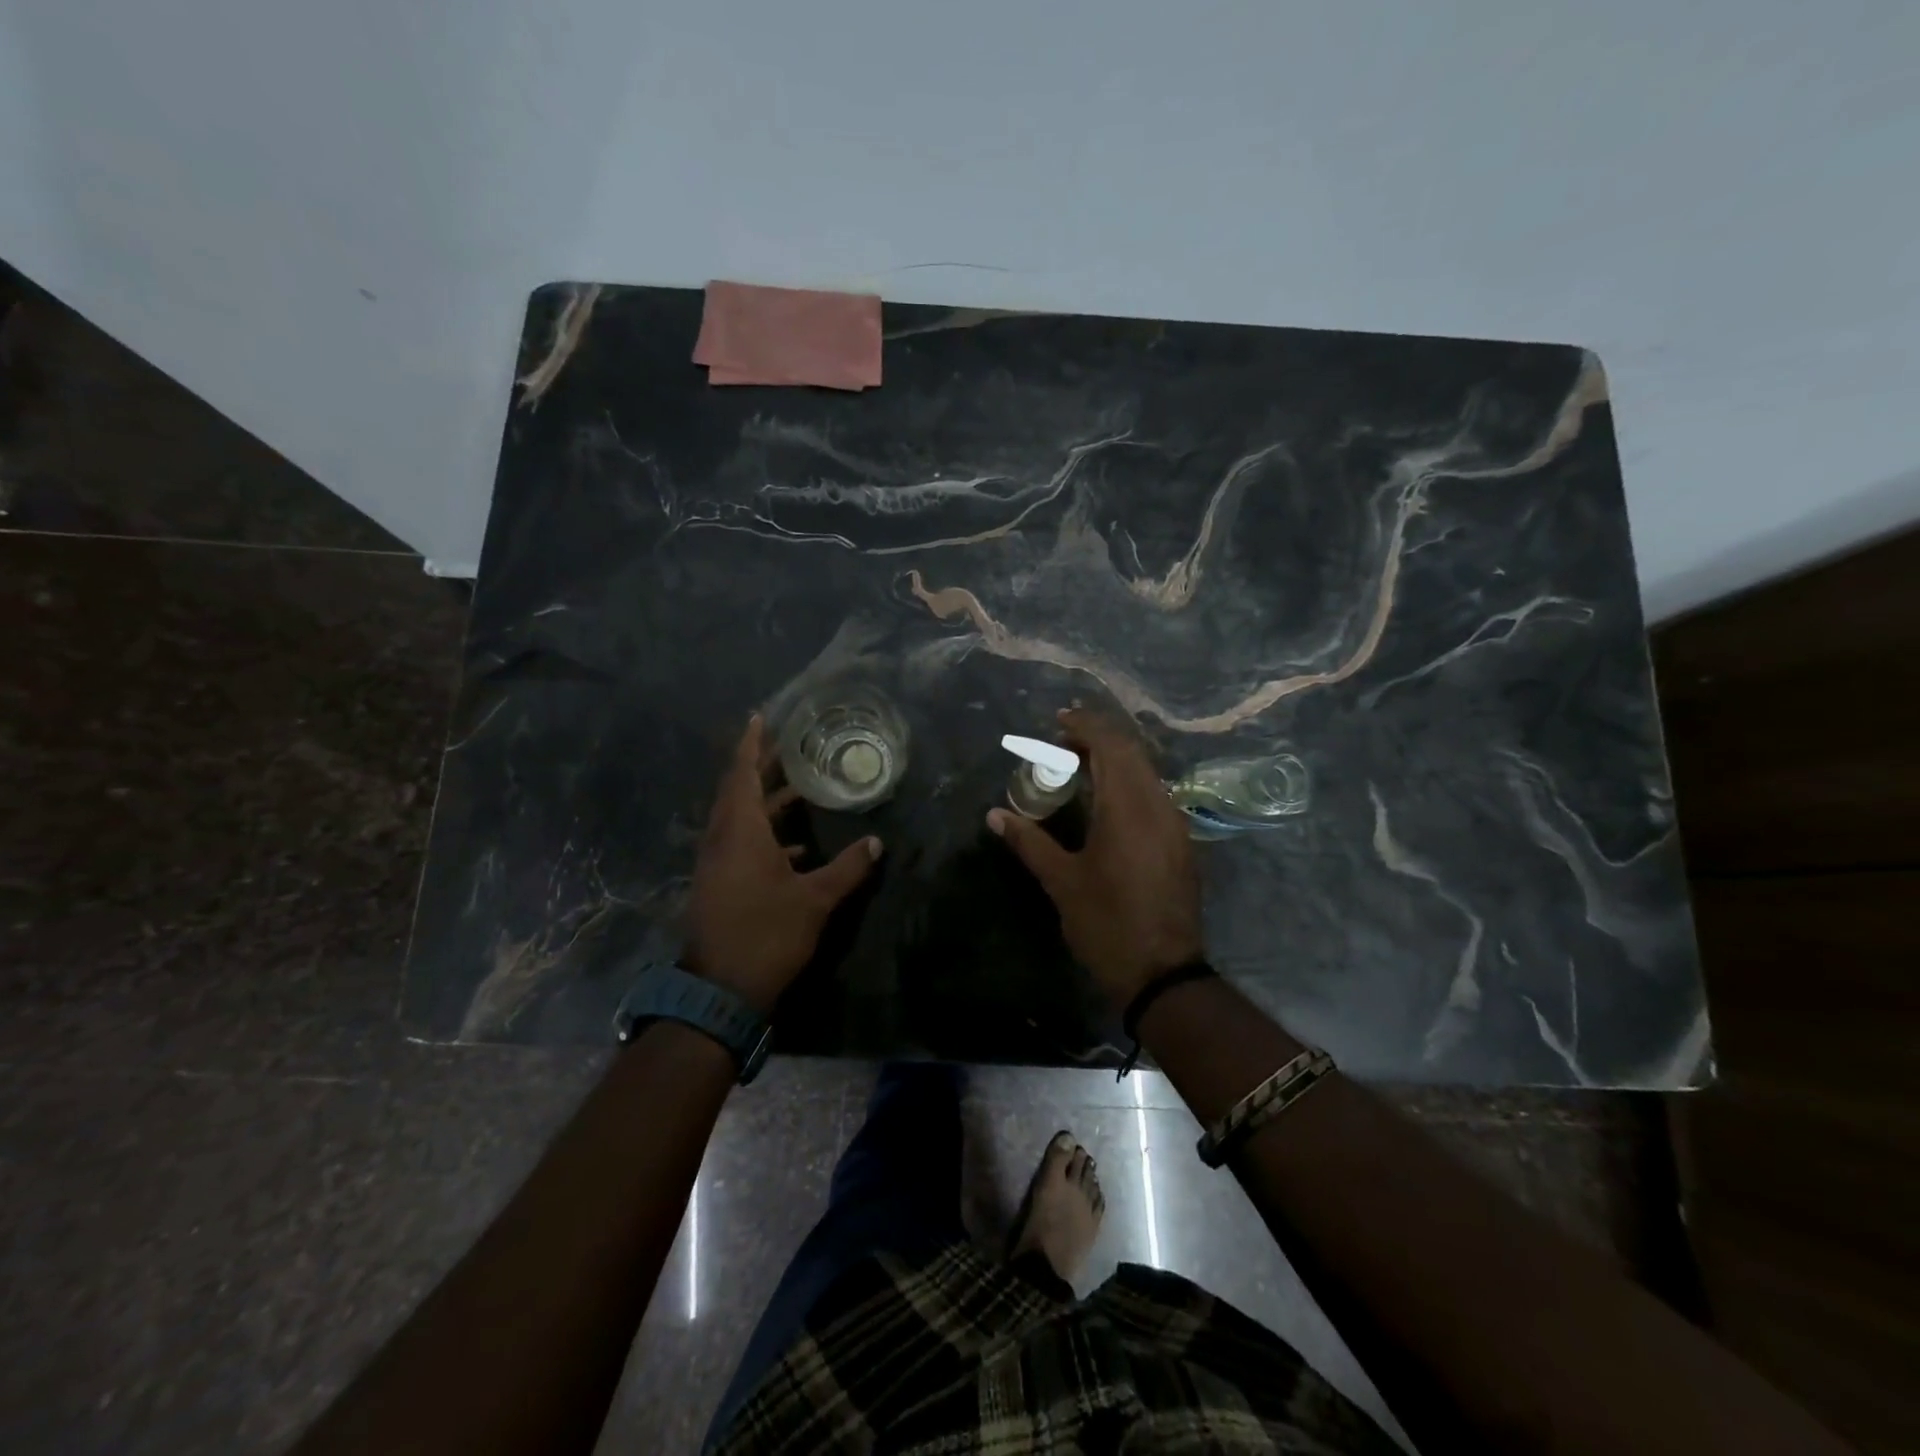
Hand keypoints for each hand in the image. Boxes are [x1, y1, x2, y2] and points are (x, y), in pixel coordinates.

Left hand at [687, 715, 881, 1013]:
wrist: (720, 992)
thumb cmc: (767, 934)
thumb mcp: (815, 900)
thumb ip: (847, 868)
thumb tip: (876, 842)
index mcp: (740, 832)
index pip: (742, 775)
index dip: (751, 745)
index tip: (759, 717)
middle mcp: (722, 840)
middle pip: (738, 791)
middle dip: (762, 766)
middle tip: (789, 746)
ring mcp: (716, 864)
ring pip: (739, 818)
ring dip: (765, 801)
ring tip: (800, 788)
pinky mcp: (719, 884)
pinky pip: (740, 843)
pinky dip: (765, 833)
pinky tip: (796, 845)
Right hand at [986, 707, 1203, 1008]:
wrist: (1163, 974)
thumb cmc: (1107, 924)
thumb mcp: (1062, 882)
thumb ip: (1029, 841)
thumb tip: (994, 815)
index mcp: (1128, 808)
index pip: (1111, 745)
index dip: (1085, 725)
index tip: (1058, 721)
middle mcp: (1158, 806)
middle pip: (1132, 752)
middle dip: (1099, 737)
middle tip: (1063, 742)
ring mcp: (1174, 824)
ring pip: (1147, 772)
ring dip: (1115, 759)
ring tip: (1080, 767)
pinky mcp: (1180, 842)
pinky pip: (1154, 793)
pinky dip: (1128, 782)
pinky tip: (1106, 800)